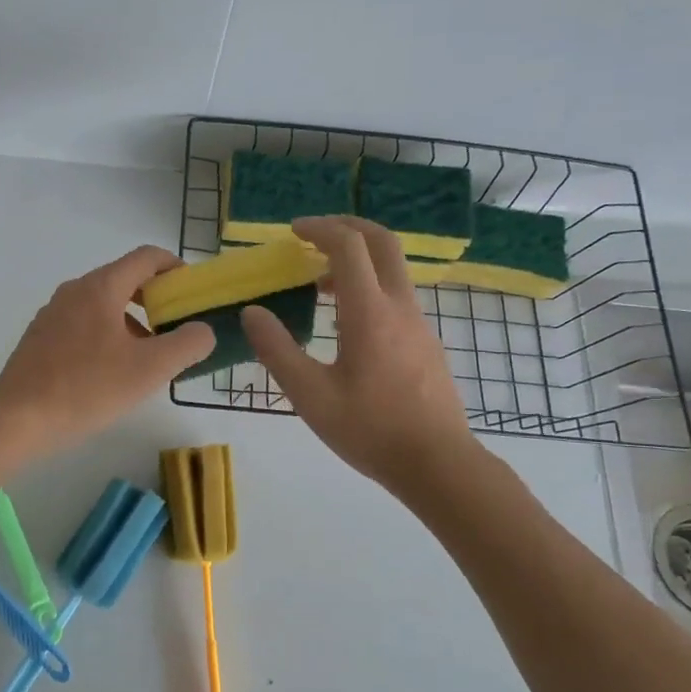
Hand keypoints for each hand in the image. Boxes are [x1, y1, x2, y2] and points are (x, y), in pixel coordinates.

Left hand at [0, 245, 214, 460]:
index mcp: (101, 287)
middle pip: (125, 279)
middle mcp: (75, 290)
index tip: (193, 292)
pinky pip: (84, 323)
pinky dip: (108, 334)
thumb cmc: (88, 387)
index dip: (176, 268)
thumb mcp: (150, 369)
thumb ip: (187, 344)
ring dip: (133, 320)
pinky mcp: (41, 337)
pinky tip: (112, 371)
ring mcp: (53, 313)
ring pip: (104, 304)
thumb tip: (203, 330)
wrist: (18, 419)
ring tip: (149, 356)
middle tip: (177, 327)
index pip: (147, 258)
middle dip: (156, 299)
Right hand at [242, 216, 479, 496]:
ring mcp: (419, 324)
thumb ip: (277, 350)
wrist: (438, 464)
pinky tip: (346, 325)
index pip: (348, 246)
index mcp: (369, 313)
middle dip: (348, 227)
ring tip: (321, 285)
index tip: (293, 231)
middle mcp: (399, 307)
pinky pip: (397, 296)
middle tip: (315, 235)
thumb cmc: (370, 430)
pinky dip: (369, 287)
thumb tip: (252, 313)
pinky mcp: (426, 343)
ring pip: (392, 270)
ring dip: (358, 261)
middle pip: (382, 242)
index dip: (319, 229)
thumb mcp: (310, 395)